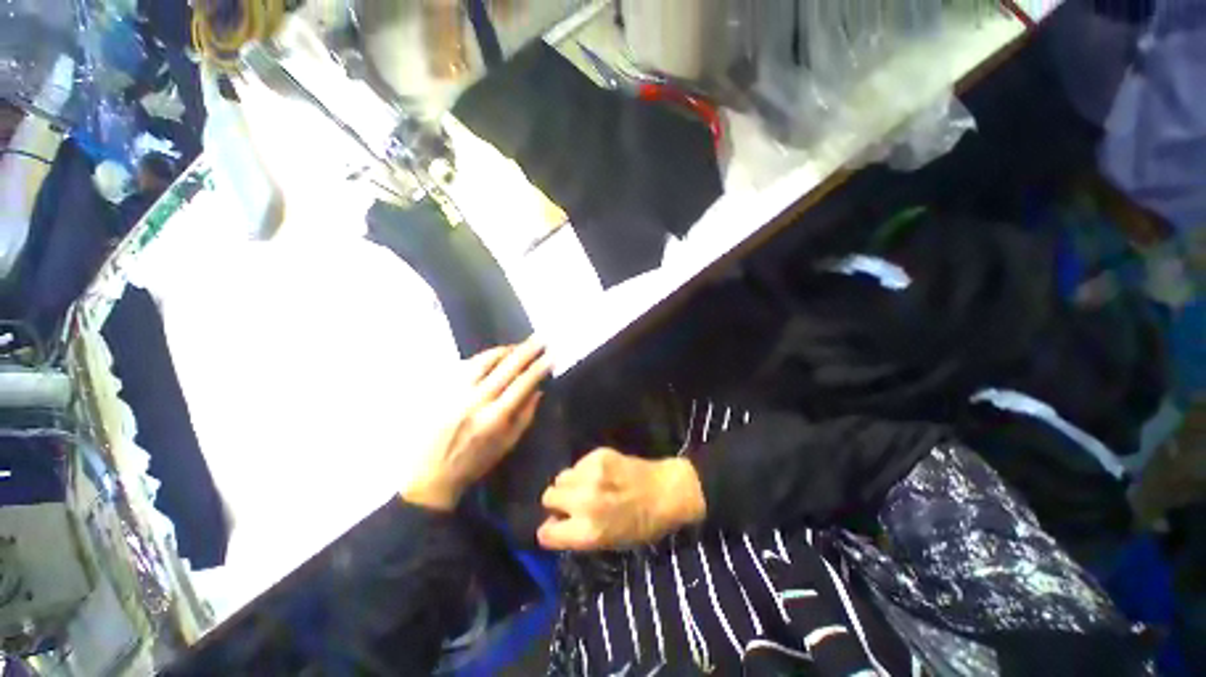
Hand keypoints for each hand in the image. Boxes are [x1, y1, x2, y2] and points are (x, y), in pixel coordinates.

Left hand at [402, 338, 551, 510]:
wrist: (430, 475)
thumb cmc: (474, 463)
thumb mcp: (507, 445)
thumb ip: (525, 416)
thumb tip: (538, 390)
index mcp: (494, 418)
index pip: (522, 384)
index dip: (539, 368)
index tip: (551, 356)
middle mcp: (475, 401)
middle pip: (505, 367)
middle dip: (526, 351)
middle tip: (540, 339)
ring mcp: (456, 393)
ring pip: (483, 361)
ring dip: (503, 350)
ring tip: (517, 346)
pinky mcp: (442, 391)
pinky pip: (465, 366)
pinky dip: (482, 358)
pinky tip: (492, 356)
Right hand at [537, 448, 706, 550]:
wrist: (666, 490)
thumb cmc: (642, 524)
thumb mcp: (608, 542)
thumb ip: (577, 534)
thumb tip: (551, 525)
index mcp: (588, 531)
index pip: (546, 533)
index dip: (551, 529)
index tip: (557, 525)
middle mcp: (585, 501)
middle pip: (548, 497)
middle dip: (558, 501)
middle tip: (574, 503)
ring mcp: (591, 475)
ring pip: (561, 477)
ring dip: (570, 484)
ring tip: (589, 486)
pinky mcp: (598, 455)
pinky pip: (577, 464)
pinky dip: (583, 470)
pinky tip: (602, 474)